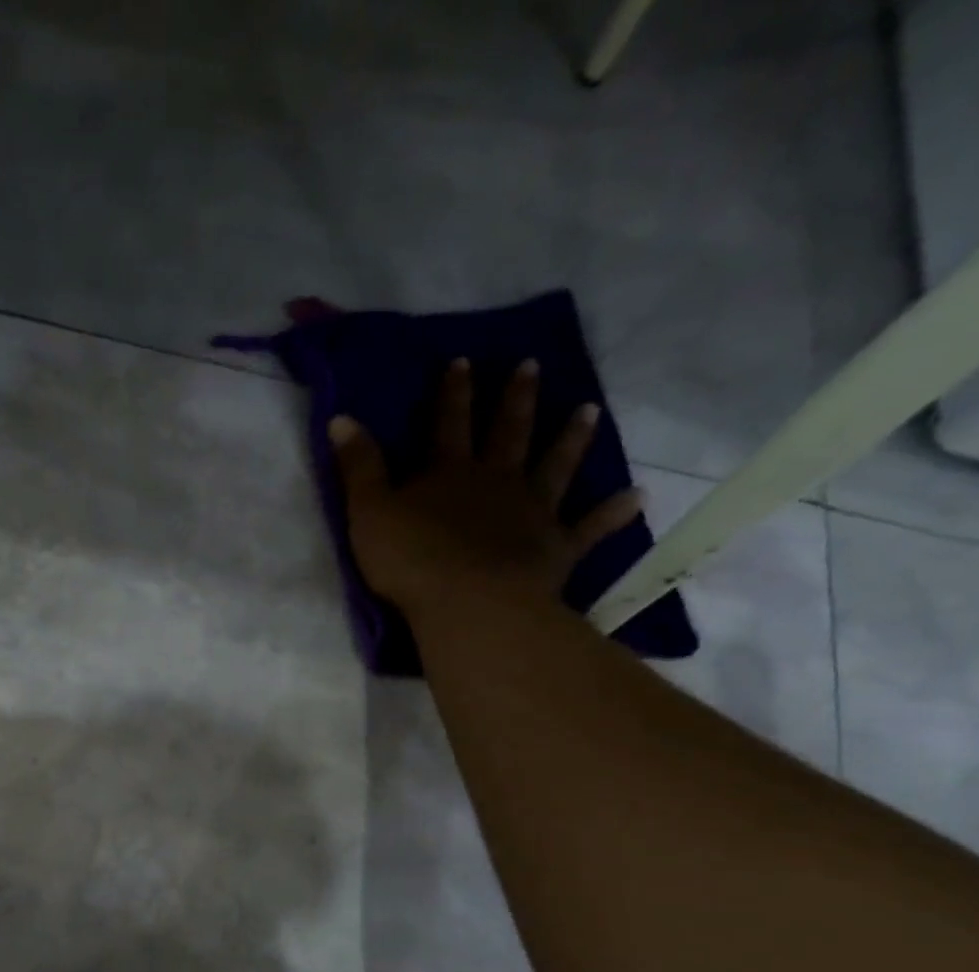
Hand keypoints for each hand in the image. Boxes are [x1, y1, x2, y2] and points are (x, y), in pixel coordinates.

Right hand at [328, 358, 643, 613]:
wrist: (469, 604)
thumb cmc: (411, 560)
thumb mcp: (368, 512)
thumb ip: (358, 467)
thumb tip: (341, 417)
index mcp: (449, 473)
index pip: (448, 423)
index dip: (453, 393)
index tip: (464, 360)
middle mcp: (496, 481)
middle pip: (508, 433)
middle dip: (516, 399)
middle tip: (532, 366)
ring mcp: (532, 512)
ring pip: (554, 467)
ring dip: (571, 439)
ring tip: (589, 411)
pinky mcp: (555, 548)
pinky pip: (589, 528)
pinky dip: (612, 513)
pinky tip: (636, 497)